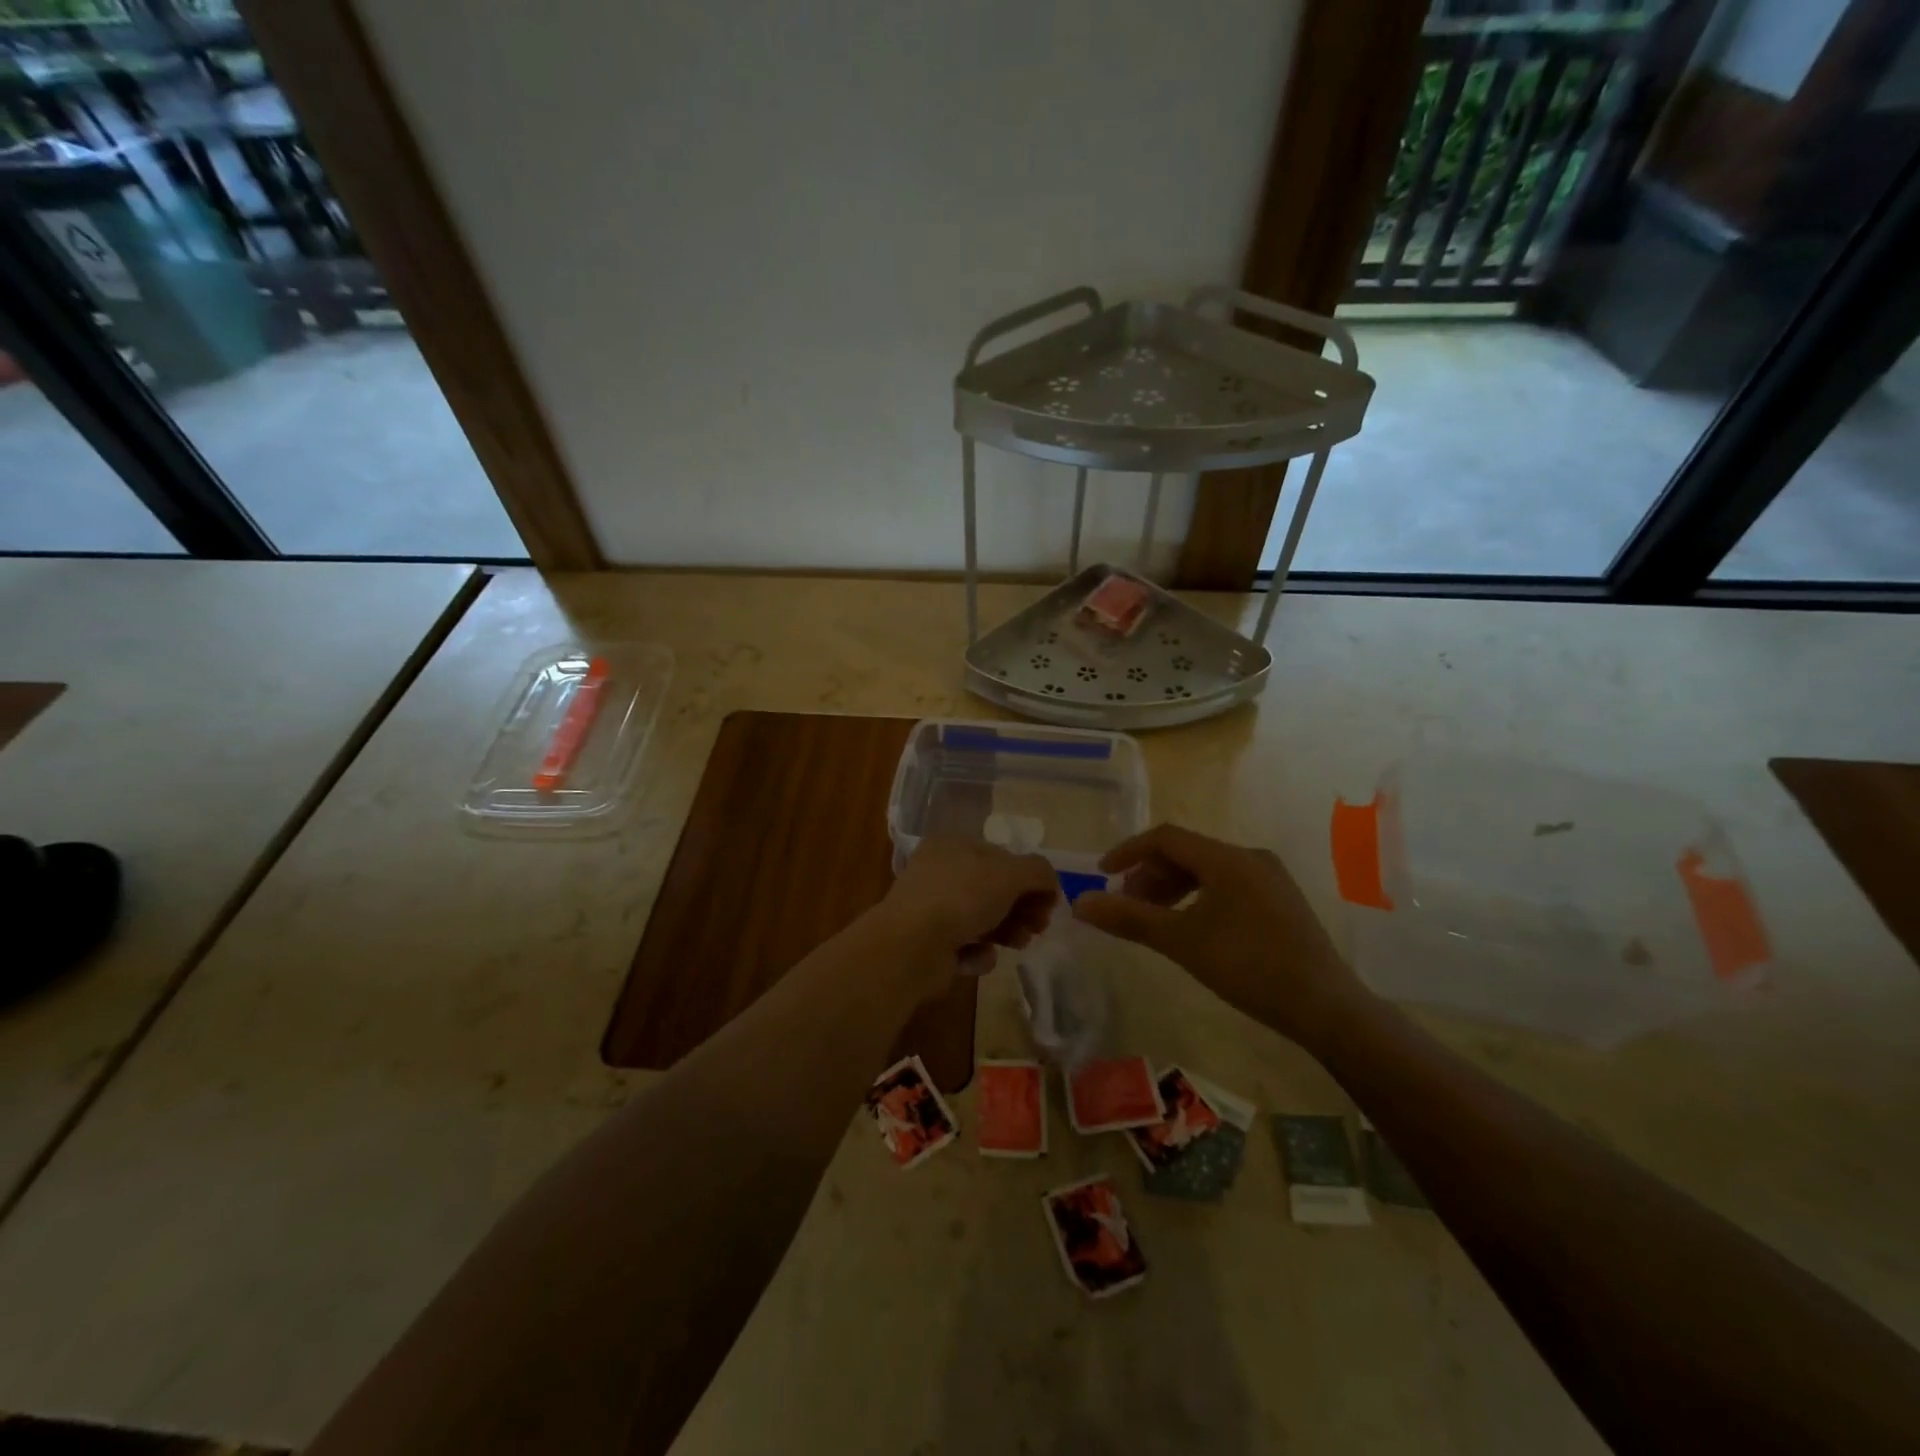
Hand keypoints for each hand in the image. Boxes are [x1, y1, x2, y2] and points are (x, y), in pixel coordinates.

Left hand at [878, 838, 1058, 987]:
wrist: (911, 947)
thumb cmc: (961, 898)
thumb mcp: (1009, 874)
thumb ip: (1038, 871)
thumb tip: (1051, 882)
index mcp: (952, 845)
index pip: (1002, 856)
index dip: (1030, 878)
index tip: (1050, 902)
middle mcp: (939, 872)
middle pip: (994, 889)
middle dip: (1022, 908)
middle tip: (1039, 926)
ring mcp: (932, 909)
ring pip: (983, 919)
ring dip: (1008, 931)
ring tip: (1018, 943)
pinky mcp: (930, 945)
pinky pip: (966, 947)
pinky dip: (978, 953)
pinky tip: (977, 956)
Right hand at [1072, 824, 1365, 1047]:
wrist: (1326, 1008)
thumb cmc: (1249, 967)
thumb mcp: (1181, 942)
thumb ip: (1130, 918)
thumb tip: (1079, 902)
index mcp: (1228, 859)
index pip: (1166, 838)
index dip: (1129, 851)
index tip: (1102, 874)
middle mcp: (1250, 858)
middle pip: (1187, 852)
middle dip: (1150, 874)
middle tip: (1127, 905)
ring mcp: (1270, 879)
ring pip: (1207, 870)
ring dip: (1173, 888)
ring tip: (1153, 918)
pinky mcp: (1280, 902)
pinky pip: (1227, 885)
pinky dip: (1198, 898)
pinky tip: (1191, 926)